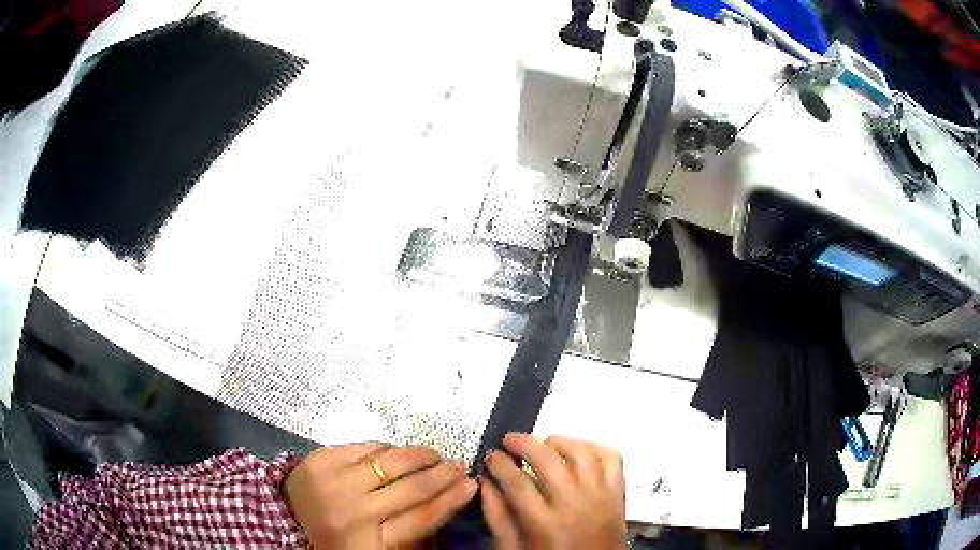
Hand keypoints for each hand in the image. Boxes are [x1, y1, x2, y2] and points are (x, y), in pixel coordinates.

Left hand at [283, 443, 476, 548]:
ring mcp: (336, 482)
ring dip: (420, 456)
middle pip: (412, 489)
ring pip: (392, 462)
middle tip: (459, 465)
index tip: (471, 485)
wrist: (282, 517)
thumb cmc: (332, 537)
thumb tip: (442, 501)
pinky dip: (387, 449)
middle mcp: (355, 513)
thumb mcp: (372, 547)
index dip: (451, 501)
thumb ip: (404, 531)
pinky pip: (365, 447)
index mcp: (369, 542)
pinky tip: (398, 451)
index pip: (422, 520)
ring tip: (435, 454)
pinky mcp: (322, 459)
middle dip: (443, 475)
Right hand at [482, 433, 626, 549]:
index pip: (517, 482)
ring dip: (559, 441)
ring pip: (582, 451)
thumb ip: (498, 517)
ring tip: (544, 444)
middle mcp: (575, 504)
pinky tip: (579, 452)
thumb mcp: (515, 549)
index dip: (499, 463)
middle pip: (548, 459)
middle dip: (523, 442)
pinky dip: (595, 447)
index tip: (491, 456)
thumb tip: (487, 483)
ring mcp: (601, 495)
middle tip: (509, 441)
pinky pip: (612, 457)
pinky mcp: (619, 493)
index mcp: (545, 524)